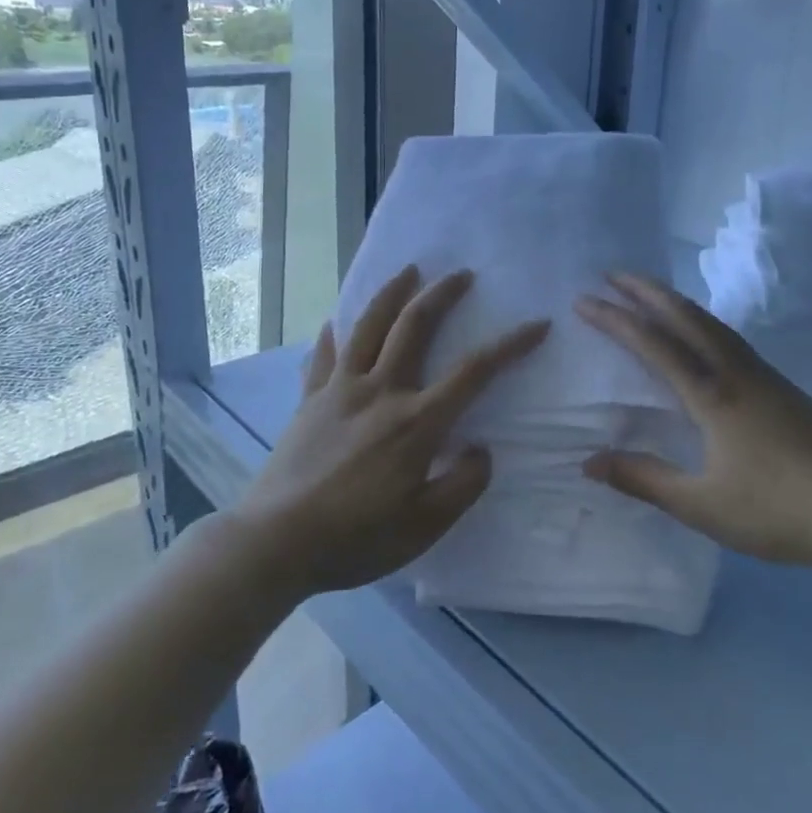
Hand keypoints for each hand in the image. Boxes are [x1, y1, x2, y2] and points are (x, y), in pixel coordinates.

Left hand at [233, 265, 549, 597]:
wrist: (275, 542)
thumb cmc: (356, 538)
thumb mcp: (425, 527)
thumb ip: (463, 485)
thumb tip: (481, 449)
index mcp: (416, 422)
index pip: (473, 372)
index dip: (510, 345)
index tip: (536, 324)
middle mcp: (380, 391)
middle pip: (414, 326)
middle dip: (442, 294)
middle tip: (461, 273)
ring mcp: (339, 389)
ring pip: (369, 326)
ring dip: (392, 293)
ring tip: (408, 271)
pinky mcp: (309, 399)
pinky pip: (324, 355)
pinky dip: (334, 333)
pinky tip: (335, 322)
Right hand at [576, 274, 811, 568]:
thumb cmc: (776, 509)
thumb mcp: (701, 504)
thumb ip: (644, 479)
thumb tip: (590, 462)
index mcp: (711, 395)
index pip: (654, 344)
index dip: (616, 320)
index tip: (584, 300)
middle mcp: (734, 372)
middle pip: (685, 316)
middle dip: (646, 291)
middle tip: (613, 273)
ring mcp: (762, 375)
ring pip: (711, 322)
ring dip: (676, 301)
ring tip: (650, 292)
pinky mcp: (781, 386)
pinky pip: (728, 337)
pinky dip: (701, 320)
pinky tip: (700, 333)